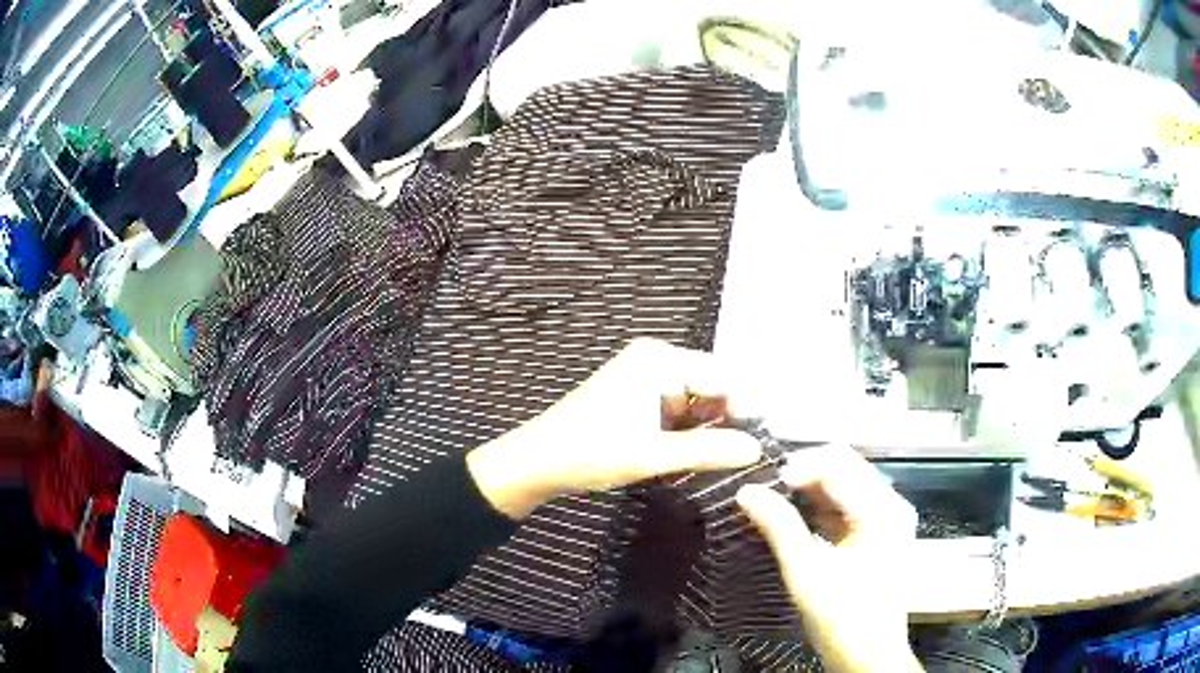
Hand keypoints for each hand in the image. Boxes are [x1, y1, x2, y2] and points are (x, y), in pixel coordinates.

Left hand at [466, 338, 762, 518]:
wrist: (539, 460)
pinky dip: (684, 434)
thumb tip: (757, 449)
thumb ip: (710, 450)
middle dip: (723, 423)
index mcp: (661, 360)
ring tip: (708, 462)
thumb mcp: (656, 454)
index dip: (745, 409)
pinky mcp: (635, 396)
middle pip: (711, 388)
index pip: (723, 377)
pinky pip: (675, 411)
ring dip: (703, 433)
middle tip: (738, 458)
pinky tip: (682, 457)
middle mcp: (656, 360)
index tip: (762, 442)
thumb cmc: (594, 451)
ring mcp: (644, 377)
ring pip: (695, 403)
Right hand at [736, 446, 920, 672]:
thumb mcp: (806, 573)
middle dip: (803, 475)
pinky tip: (796, 520)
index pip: (838, 463)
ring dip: (810, 491)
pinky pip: (848, 506)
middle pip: (845, 468)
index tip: (762, 487)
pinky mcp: (880, 534)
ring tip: (774, 504)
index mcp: (882, 509)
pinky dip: (821, 508)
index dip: (798, 467)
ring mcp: (888, 519)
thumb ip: (779, 527)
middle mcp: (891, 504)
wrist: (868, 658)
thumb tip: (746, 491)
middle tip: (765, 493)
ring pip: (845, 485)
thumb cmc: (842, 618)